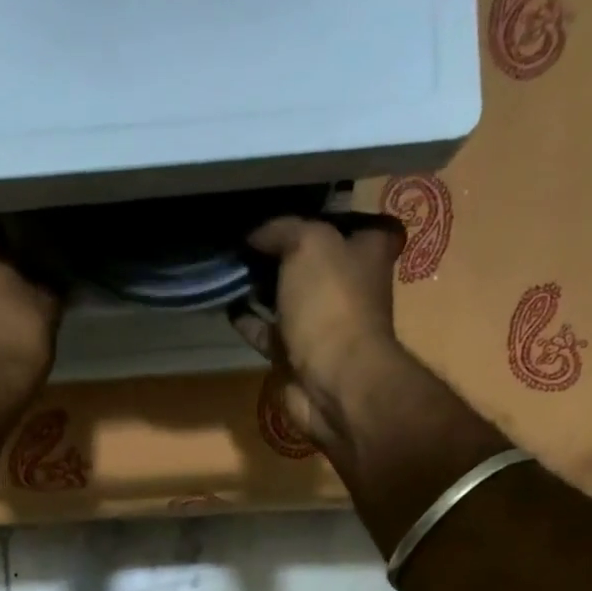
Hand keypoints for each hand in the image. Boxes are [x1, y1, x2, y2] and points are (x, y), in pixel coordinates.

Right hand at [231, 214, 412, 461]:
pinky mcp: (295, 354)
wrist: (332, 382)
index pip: (354, 222)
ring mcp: (320, 324)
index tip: (291, 208)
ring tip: (228, 265)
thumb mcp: (308, 244)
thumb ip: (282, 230)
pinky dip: (248, 318)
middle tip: (245, 233)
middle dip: (283, 249)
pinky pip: (267, 330)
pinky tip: (224, 302)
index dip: (326, 214)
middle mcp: (347, 286)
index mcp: (367, 252)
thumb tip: (255, 235)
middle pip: (313, 260)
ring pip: (286, 295)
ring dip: (260, 285)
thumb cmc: (331, 304)